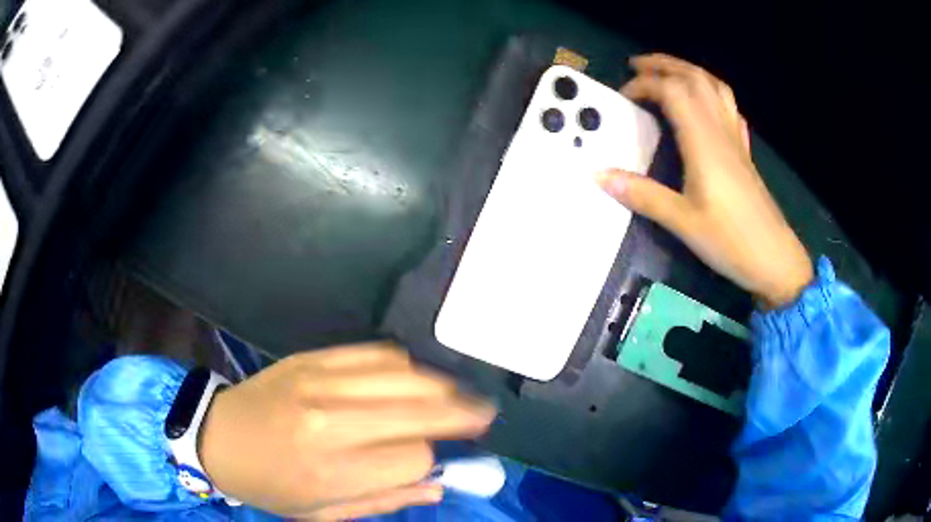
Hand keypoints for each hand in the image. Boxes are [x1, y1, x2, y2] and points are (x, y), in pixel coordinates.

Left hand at [198, 343, 494, 519]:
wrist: (217, 436)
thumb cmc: (269, 486)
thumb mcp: (323, 513)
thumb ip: (384, 500)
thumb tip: (438, 486)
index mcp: (331, 469)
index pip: (412, 458)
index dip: (434, 459)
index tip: (442, 459)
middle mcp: (331, 420)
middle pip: (418, 410)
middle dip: (460, 413)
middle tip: (485, 413)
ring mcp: (320, 381)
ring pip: (403, 375)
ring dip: (440, 386)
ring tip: (458, 395)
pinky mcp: (313, 358)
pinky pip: (374, 353)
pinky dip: (405, 365)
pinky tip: (415, 376)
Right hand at [597, 53, 812, 307]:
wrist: (774, 259)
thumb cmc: (730, 241)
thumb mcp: (682, 222)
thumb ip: (642, 195)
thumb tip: (600, 175)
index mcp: (703, 142)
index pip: (672, 91)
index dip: (645, 84)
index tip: (624, 96)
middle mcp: (721, 131)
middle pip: (695, 78)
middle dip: (665, 64)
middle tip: (638, 65)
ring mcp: (736, 140)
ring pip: (715, 88)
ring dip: (689, 72)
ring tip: (669, 73)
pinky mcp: (744, 152)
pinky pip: (730, 108)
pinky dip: (713, 94)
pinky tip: (706, 103)